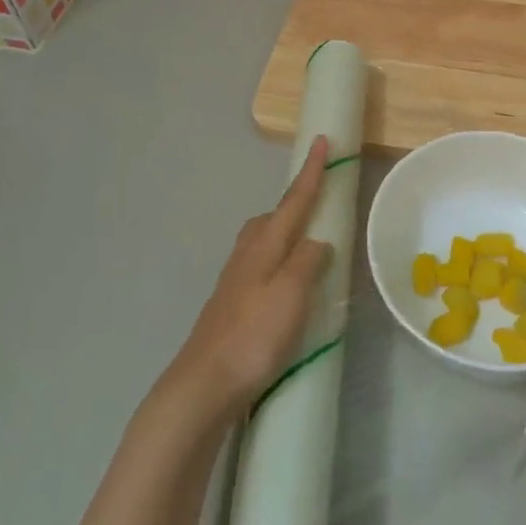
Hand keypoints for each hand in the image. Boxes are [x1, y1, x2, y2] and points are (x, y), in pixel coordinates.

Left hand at [166, 137, 333, 419]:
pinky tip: (284, 285)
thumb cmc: (254, 336)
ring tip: (307, 246)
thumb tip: (318, 241)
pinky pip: (259, 266)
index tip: (321, 140)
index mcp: (265, 245)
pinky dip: (276, 262)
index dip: (311, 172)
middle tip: (318, 203)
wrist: (204, 384)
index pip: (294, 200)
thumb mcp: (291, 294)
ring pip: (262, 241)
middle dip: (294, 204)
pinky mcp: (230, 305)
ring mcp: (234, 280)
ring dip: (284, 234)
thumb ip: (308, 262)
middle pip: (272, 217)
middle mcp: (247, 255)